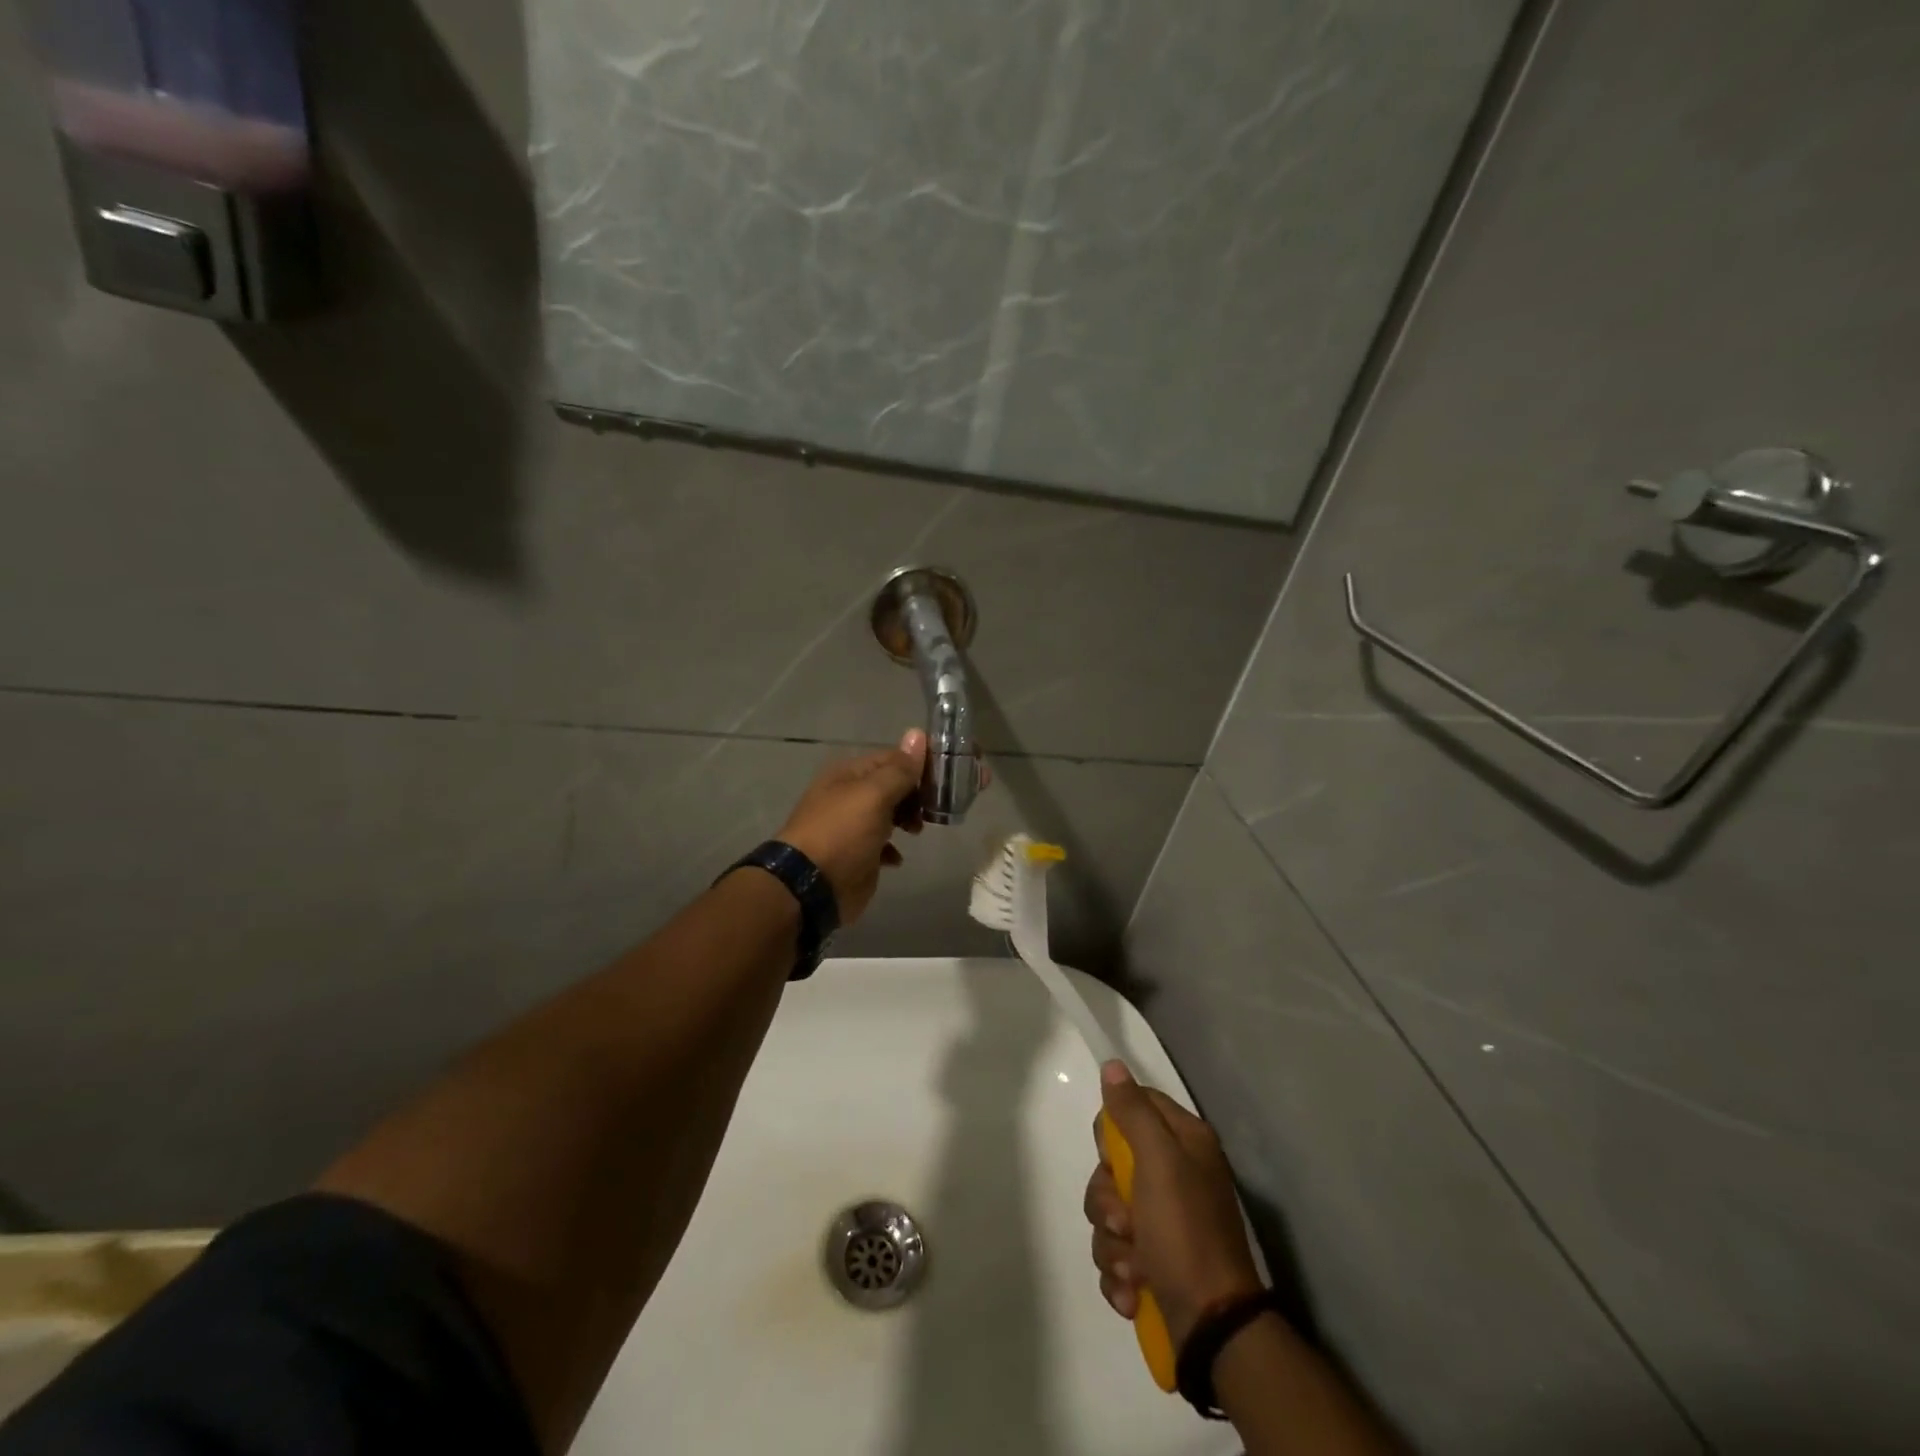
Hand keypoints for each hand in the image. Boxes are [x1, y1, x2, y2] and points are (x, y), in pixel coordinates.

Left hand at [776, 730, 927, 925]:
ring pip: (890, 814)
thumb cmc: (842, 833)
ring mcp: (852, 826)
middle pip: (893, 786)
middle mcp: (850, 795)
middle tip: (939, 805)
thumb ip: (899, 769)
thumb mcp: (874, 795)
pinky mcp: (857, 855)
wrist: (810, 888)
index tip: (949, 775)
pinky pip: (882, 845)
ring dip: (908, 819)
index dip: (921, 763)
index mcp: (850, 774)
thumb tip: (918, 733)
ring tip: (918, 830)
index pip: (893, 758)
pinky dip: (893, 848)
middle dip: (918, 793)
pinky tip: (897, 857)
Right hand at [1085, 1062, 1263, 1347]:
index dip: (1114, 1130)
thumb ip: (1133, 1112)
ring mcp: (1163, 1221)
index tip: (1114, 1158)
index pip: (1134, 1106)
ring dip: (1112, 1244)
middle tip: (1125, 1222)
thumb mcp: (1159, 1162)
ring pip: (1109, 1212)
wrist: (1212, 1328)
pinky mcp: (1153, 1262)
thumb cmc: (1185, 1233)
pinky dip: (1119, 1274)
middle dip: (1108, 1200)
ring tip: (1135, 1268)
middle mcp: (1174, 1175)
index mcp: (1184, 1143)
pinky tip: (1134, 1291)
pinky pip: (1115, 1253)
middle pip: (1112, 1165)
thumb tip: (1113, 1066)